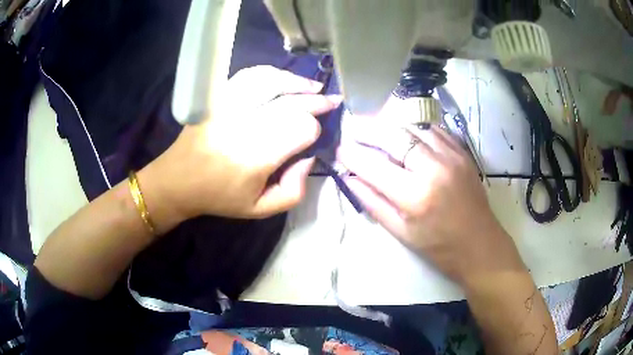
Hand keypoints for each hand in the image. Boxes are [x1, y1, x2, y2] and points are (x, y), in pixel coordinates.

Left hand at [143, 66, 340, 227]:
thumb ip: (294, 191)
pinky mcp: (218, 97)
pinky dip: (272, 74)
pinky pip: (250, 76)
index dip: (313, 130)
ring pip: (273, 82)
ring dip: (297, 83)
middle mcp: (243, 125)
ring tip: (314, 88)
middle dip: (316, 102)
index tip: (312, 138)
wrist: (178, 180)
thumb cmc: (219, 197)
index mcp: (255, 157)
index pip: (300, 129)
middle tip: (332, 102)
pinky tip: (284, 79)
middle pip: (291, 102)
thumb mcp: (260, 210)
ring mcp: (228, 105)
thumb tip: (308, 158)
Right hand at [338, 125, 525, 284]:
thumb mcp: (400, 232)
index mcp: (415, 196)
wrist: (479, 244)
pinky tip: (404, 132)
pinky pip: (433, 129)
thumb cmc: (438, 246)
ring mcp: (451, 156)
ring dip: (390, 124)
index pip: (374, 165)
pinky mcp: (462, 152)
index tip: (339, 148)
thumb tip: (349, 178)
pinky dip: (414, 128)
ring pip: (413, 126)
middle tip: (351, 126)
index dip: (352, 154)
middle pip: (394, 135)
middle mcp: (434, 168)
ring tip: (374, 127)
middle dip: (367, 128)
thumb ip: (372, 202)